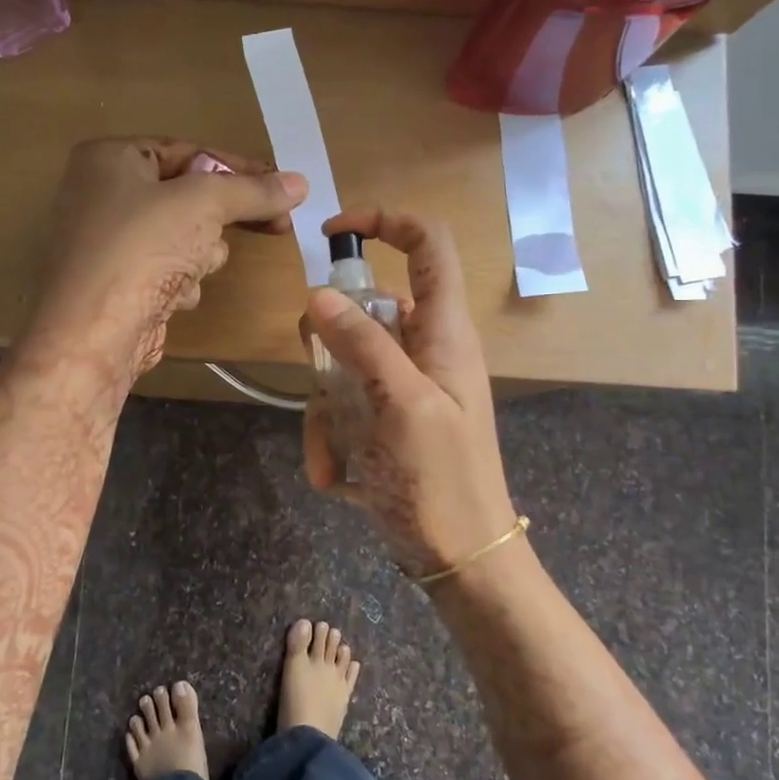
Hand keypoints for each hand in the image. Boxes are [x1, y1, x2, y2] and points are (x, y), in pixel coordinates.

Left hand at [30, 137, 306, 379]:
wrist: (93, 334)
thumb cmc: (142, 249)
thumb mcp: (204, 204)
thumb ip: (253, 191)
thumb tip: (300, 184)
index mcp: (109, 158)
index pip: (188, 151)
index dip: (239, 169)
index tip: (282, 188)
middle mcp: (100, 194)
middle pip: (185, 196)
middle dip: (217, 219)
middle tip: (272, 226)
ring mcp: (105, 243)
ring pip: (180, 237)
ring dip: (199, 254)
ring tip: (193, 268)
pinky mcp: (115, 285)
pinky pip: (163, 270)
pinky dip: (177, 282)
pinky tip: (173, 297)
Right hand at [300, 208, 517, 575]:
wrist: (461, 558)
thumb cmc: (442, 481)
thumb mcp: (401, 406)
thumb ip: (362, 345)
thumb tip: (318, 294)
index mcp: (443, 330)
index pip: (427, 244)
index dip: (385, 221)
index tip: (333, 234)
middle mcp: (423, 348)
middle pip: (364, 309)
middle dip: (329, 348)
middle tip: (323, 383)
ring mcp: (401, 386)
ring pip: (341, 364)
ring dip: (325, 409)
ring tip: (332, 458)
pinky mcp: (384, 419)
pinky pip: (342, 405)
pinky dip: (330, 437)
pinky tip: (335, 477)